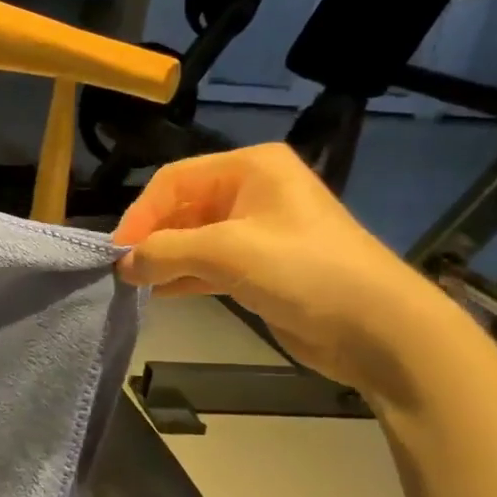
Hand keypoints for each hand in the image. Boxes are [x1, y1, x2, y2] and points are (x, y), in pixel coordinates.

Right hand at [113, 144, 449, 390]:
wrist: (380, 329)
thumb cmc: (303, 270)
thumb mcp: (226, 252)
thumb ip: (165, 252)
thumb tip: (122, 264)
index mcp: (249, 167)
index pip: (174, 180)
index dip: (141, 213)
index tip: (116, 250)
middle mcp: (252, 191)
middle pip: (183, 207)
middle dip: (152, 237)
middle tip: (123, 270)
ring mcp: (258, 230)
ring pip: (194, 238)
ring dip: (165, 259)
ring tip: (135, 283)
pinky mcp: (261, 267)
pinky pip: (210, 264)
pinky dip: (184, 276)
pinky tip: (160, 292)